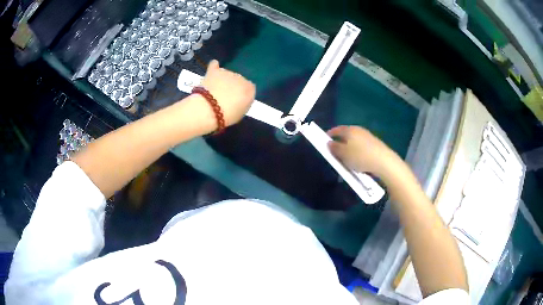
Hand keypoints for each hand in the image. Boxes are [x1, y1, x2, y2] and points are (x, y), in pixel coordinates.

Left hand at [200, 60, 255, 125]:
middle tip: (224, 97)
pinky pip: (215, 65)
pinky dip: (214, 67)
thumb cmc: (227, 116)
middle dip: (232, 86)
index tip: (236, 100)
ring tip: (215, 90)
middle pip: (238, 79)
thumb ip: (243, 102)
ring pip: (227, 74)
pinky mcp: (214, 71)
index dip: (242, 93)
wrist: (209, 109)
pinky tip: (213, 68)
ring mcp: (228, 72)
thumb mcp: (241, 113)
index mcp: (250, 89)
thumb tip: (241, 97)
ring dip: (223, 80)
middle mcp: (241, 77)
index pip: (249, 88)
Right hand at [327, 126, 404, 181]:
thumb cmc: (360, 157)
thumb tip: (329, 143)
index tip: (325, 140)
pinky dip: (357, 151)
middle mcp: (359, 130)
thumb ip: (334, 148)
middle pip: (346, 134)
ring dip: (349, 147)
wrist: (383, 161)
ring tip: (347, 157)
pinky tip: (358, 159)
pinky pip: (362, 146)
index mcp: (350, 130)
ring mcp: (368, 136)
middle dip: (340, 141)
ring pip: (354, 140)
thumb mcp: (343, 154)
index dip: (330, 134)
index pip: (337, 129)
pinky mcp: (375, 144)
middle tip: (335, 150)